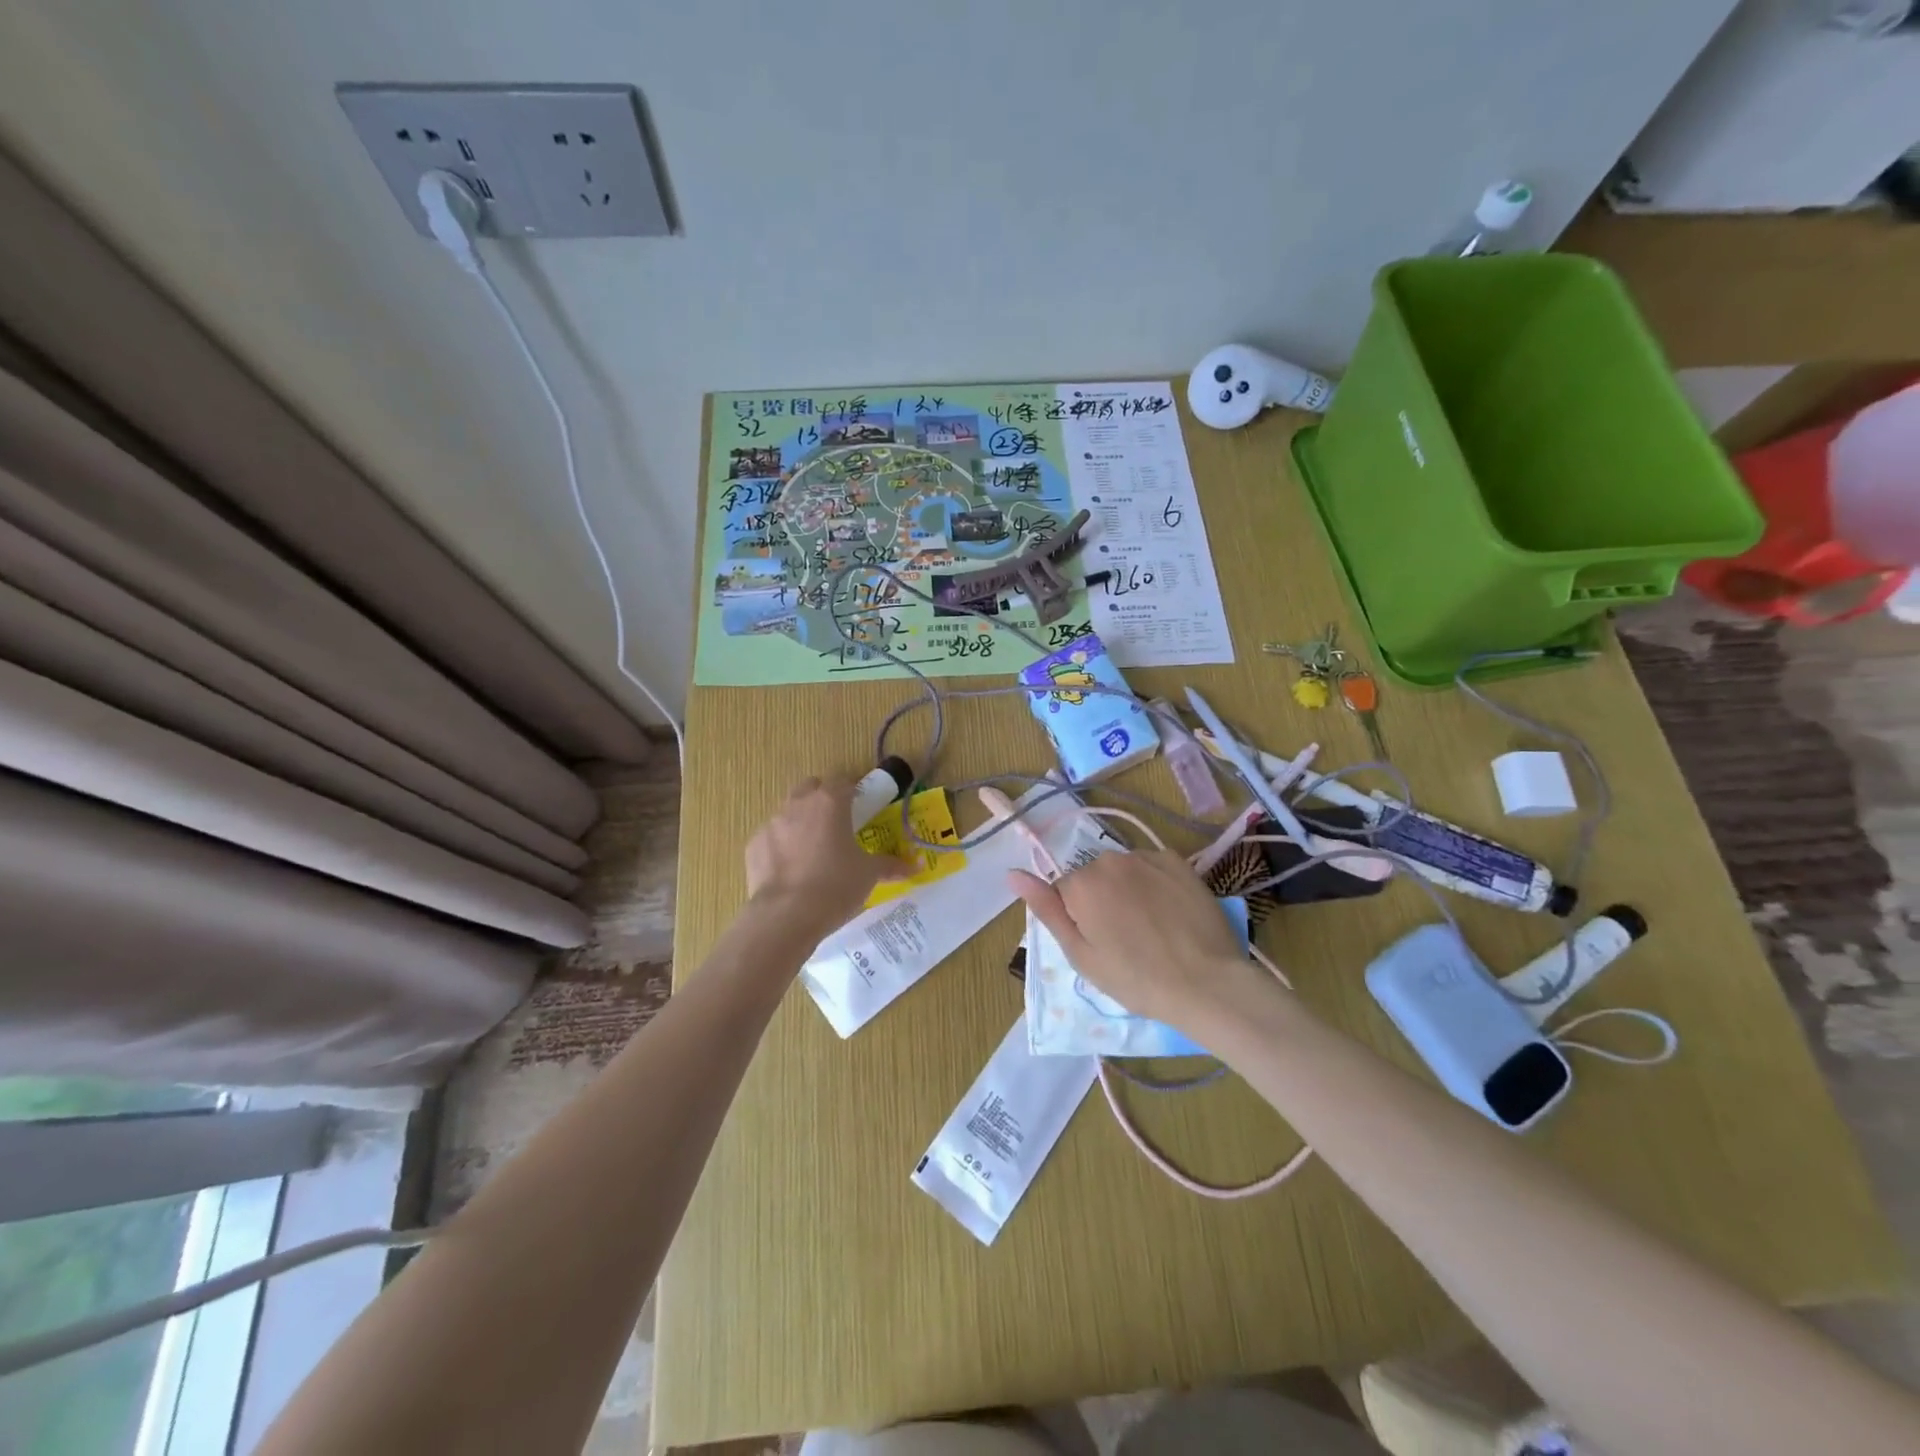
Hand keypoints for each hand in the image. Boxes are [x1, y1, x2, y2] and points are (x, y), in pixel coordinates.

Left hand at [746, 777, 911, 935]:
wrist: (785, 916)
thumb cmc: (835, 886)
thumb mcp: (869, 875)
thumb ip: (891, 864)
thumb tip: (916, 865)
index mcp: (830, 802)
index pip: (843, 780)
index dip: (853, 790)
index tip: (861, 806)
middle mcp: (798, 804)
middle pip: (812, 788)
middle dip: (823, 799)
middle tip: (837, 825)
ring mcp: (772, 823)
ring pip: (789, 811)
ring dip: (801, 822)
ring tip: (813, 851)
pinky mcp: (754, 845)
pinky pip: (772, 837)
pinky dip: (782, 846)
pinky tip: (791, 871)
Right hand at [1009, 850, 1267, 1035]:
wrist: (1206, 983)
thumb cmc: (1135, 978)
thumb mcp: (1081, 955)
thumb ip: (1046, 910)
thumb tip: (1012, 874)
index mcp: (1081, 883)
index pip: (1064, 892)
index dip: (1079, 920)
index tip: (1100, 945)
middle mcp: (1110, 859)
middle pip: (1093, 878)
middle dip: (1101, 901)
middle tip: (1125, 941)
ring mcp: (1147, 857)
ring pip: (1123, 871)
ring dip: (1128, 891)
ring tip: (1151, 929)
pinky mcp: (1178, 861)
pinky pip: (1152, 867)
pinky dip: (1155, 885)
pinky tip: (1170, 914)